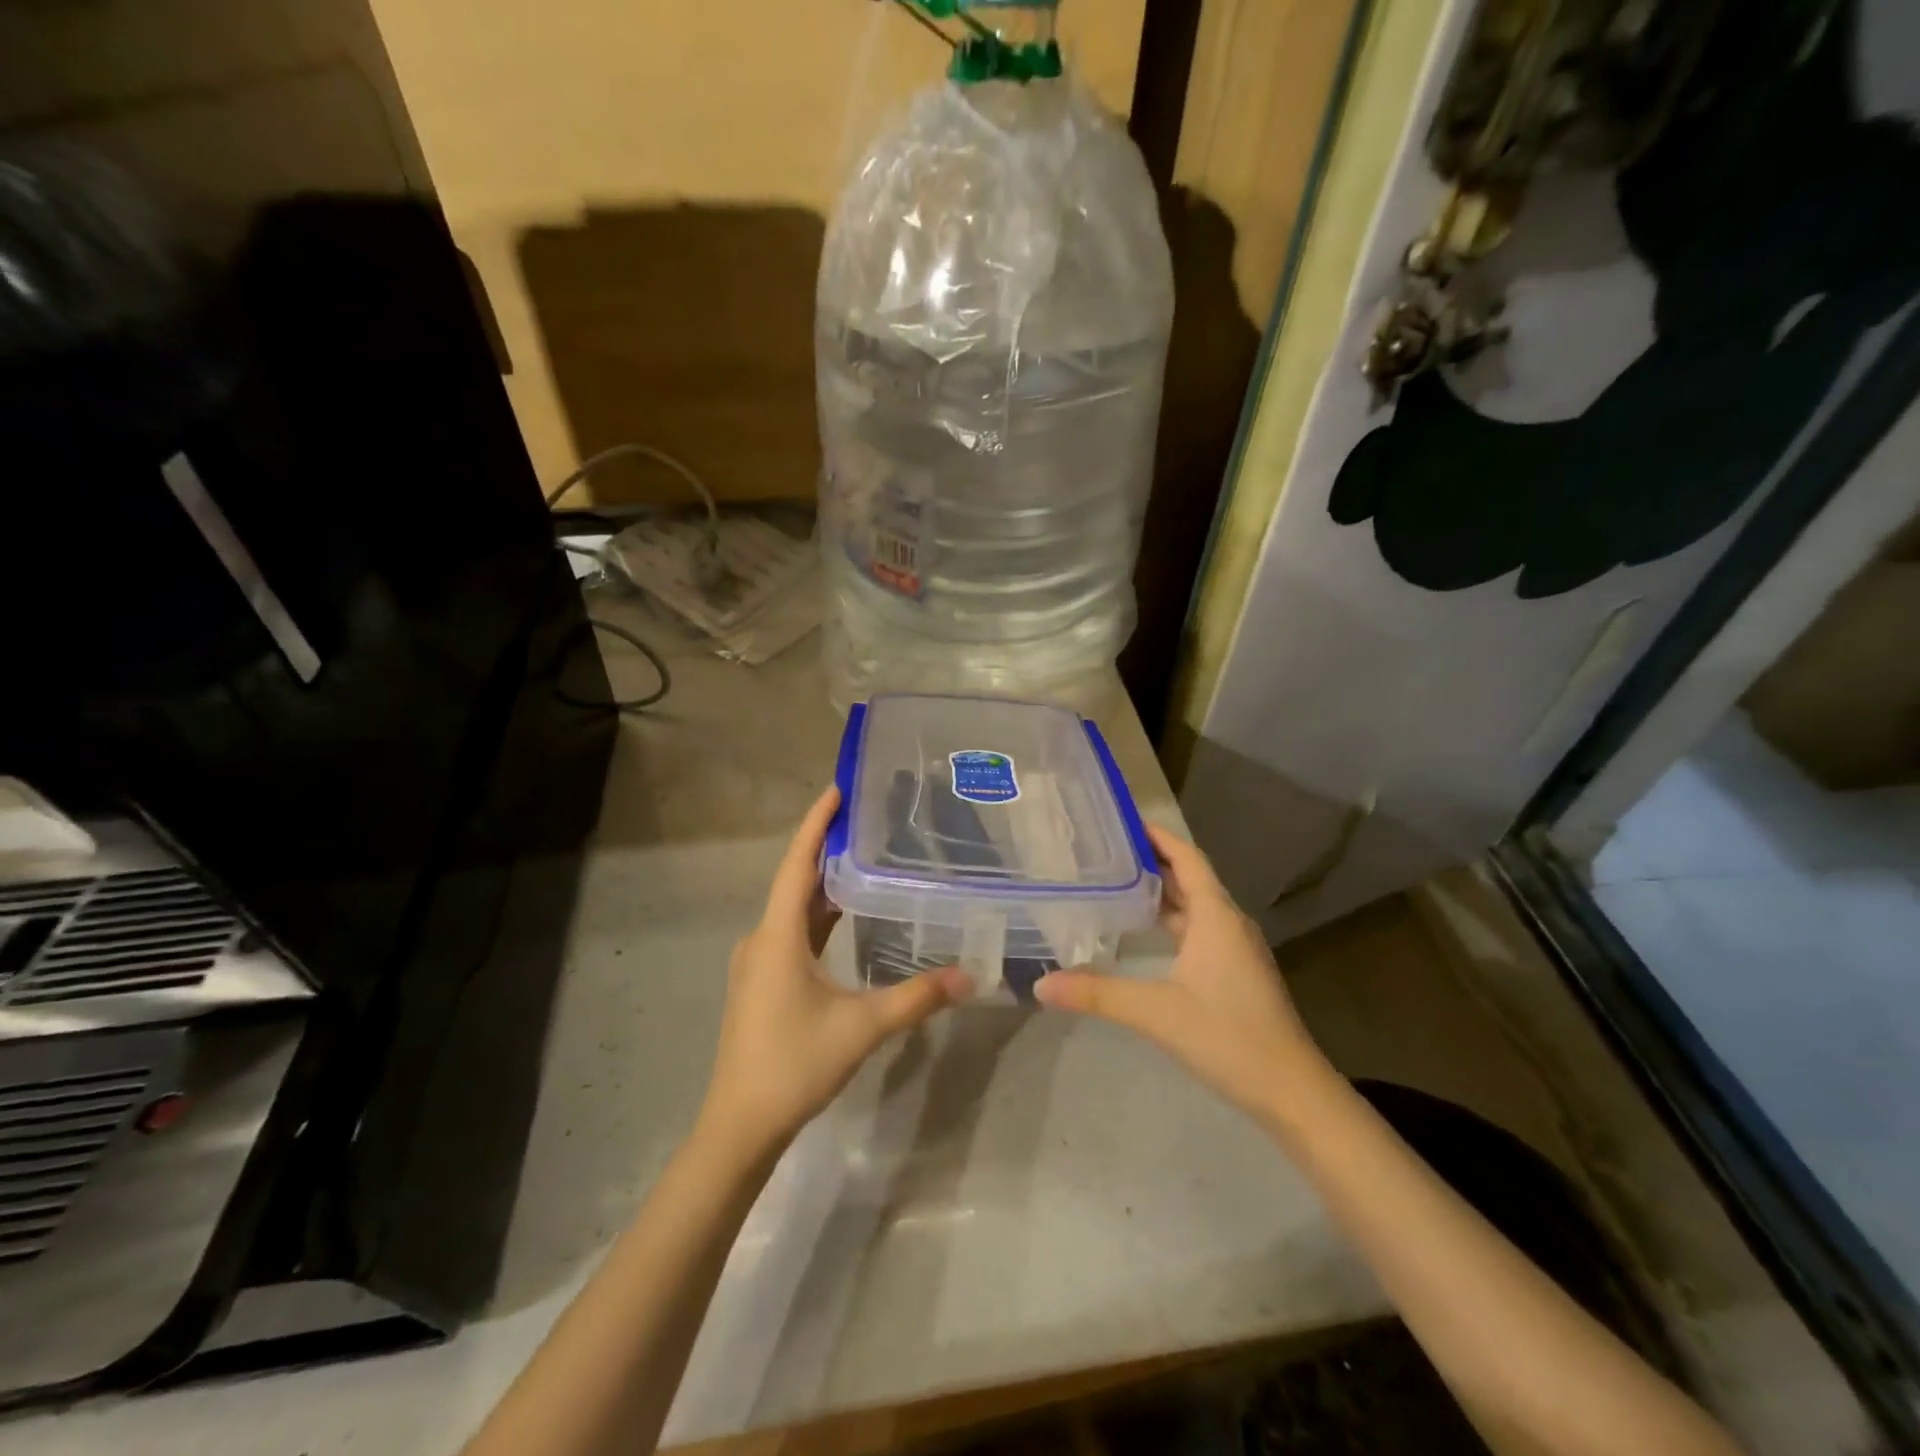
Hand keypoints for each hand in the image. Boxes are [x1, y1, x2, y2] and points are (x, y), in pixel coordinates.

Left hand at [696, 787, 970, 1159]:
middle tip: (867, 820)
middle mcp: (763, 939)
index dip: (815, 824)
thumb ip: (916, 998)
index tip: (837, 789)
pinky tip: (846, 916)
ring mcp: (760, 962)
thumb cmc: (794, 1064)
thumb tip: (969, 975)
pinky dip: (819, 915)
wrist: (740, 1125)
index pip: (797, 864)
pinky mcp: (764, 982)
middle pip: (795, 880)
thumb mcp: (861, 1027)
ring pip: (794, 909)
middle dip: (827, 847)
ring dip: (824, 883)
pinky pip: (793, 932)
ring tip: (864, 857)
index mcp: (777, 936)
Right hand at [1035, 824, 1325, 1123]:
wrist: (1291, 1091)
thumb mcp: (1156, 1012)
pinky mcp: (1235, 973)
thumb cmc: (1228, 1037)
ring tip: (1118, 883)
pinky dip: (1171, 921)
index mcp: (1216, 917)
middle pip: (1191, 879)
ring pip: (1195, 907)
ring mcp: (1236, 950)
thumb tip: (1040, 985)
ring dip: (1163, 892)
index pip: (1187, 859)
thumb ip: (1097, 994)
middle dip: (1153, 862)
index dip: (1159, 837)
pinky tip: (1146, 933)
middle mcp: (1229, 924)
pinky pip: (1200, 930)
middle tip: (1107, 851)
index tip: (1124, 820)